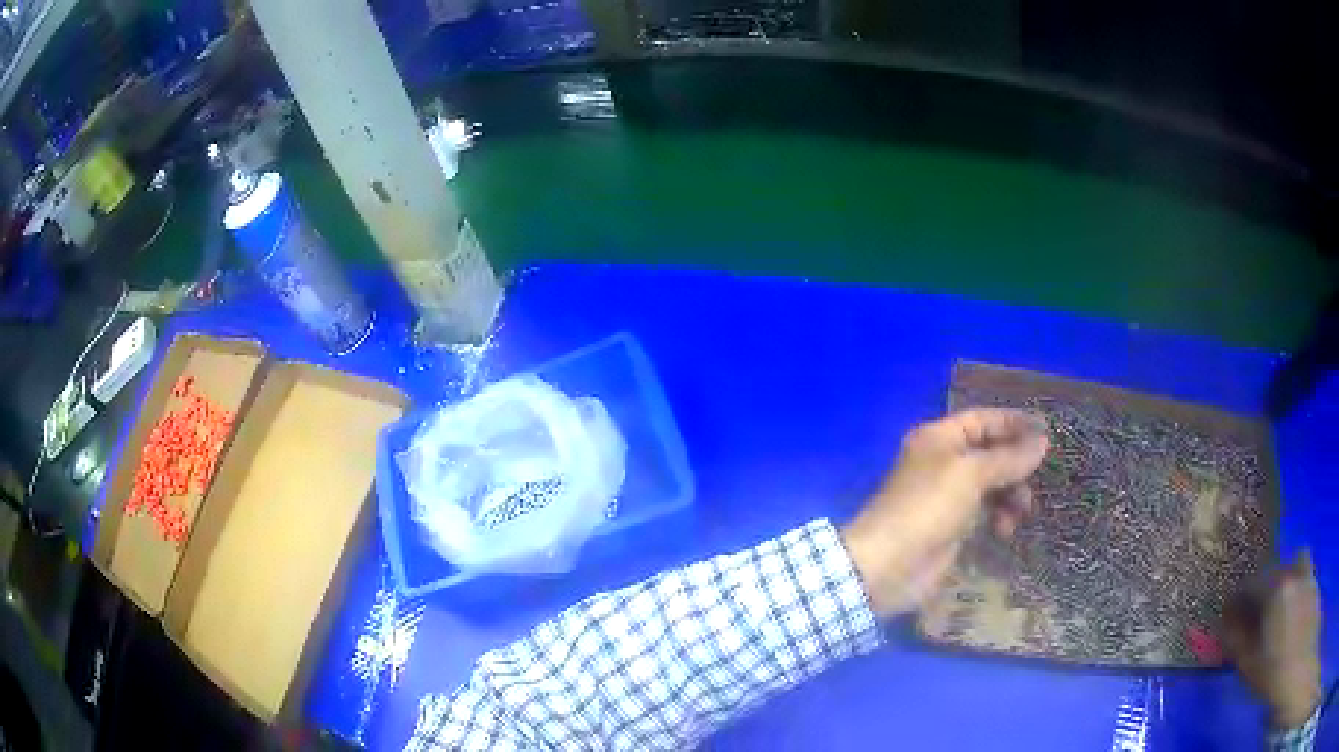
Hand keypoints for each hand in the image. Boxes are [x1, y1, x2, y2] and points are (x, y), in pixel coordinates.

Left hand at [840, 409, 1049, 616]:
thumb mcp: (971, 475)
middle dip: (1015, 465)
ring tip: (1021, 511)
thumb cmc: (927, 508)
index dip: (1013, 423)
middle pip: (989, 454)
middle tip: (1037, 479)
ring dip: (1010, 495)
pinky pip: (984, 515)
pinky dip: (998, 518)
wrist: (888, 565)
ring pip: (990, 486)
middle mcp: (942, 463)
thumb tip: (1043, 440)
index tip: (1046, 432)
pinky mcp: (951, 529)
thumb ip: (1009, 458)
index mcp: (939, 438)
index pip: (982, 420)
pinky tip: (1004, 531)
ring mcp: (946, 497)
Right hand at [1224, 551, 1323, 728]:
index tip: (1222, 625)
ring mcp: (1306, 569)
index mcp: (1274, 586)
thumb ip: (1236, 642)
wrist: (1299, 655)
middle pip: (1267, 575)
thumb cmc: (1276, 671)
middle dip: (1254, 598)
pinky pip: (1297, 575)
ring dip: (1273, 591)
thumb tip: (1220, 624)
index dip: (1231, 605)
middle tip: (1244, 627)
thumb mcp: (1252, 667)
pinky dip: (1288, 588)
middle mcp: (1291, 568)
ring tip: (1267, 619)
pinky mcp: (1312, 578)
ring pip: (1284, 574)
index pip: (1245, 586)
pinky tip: (1286, 612)